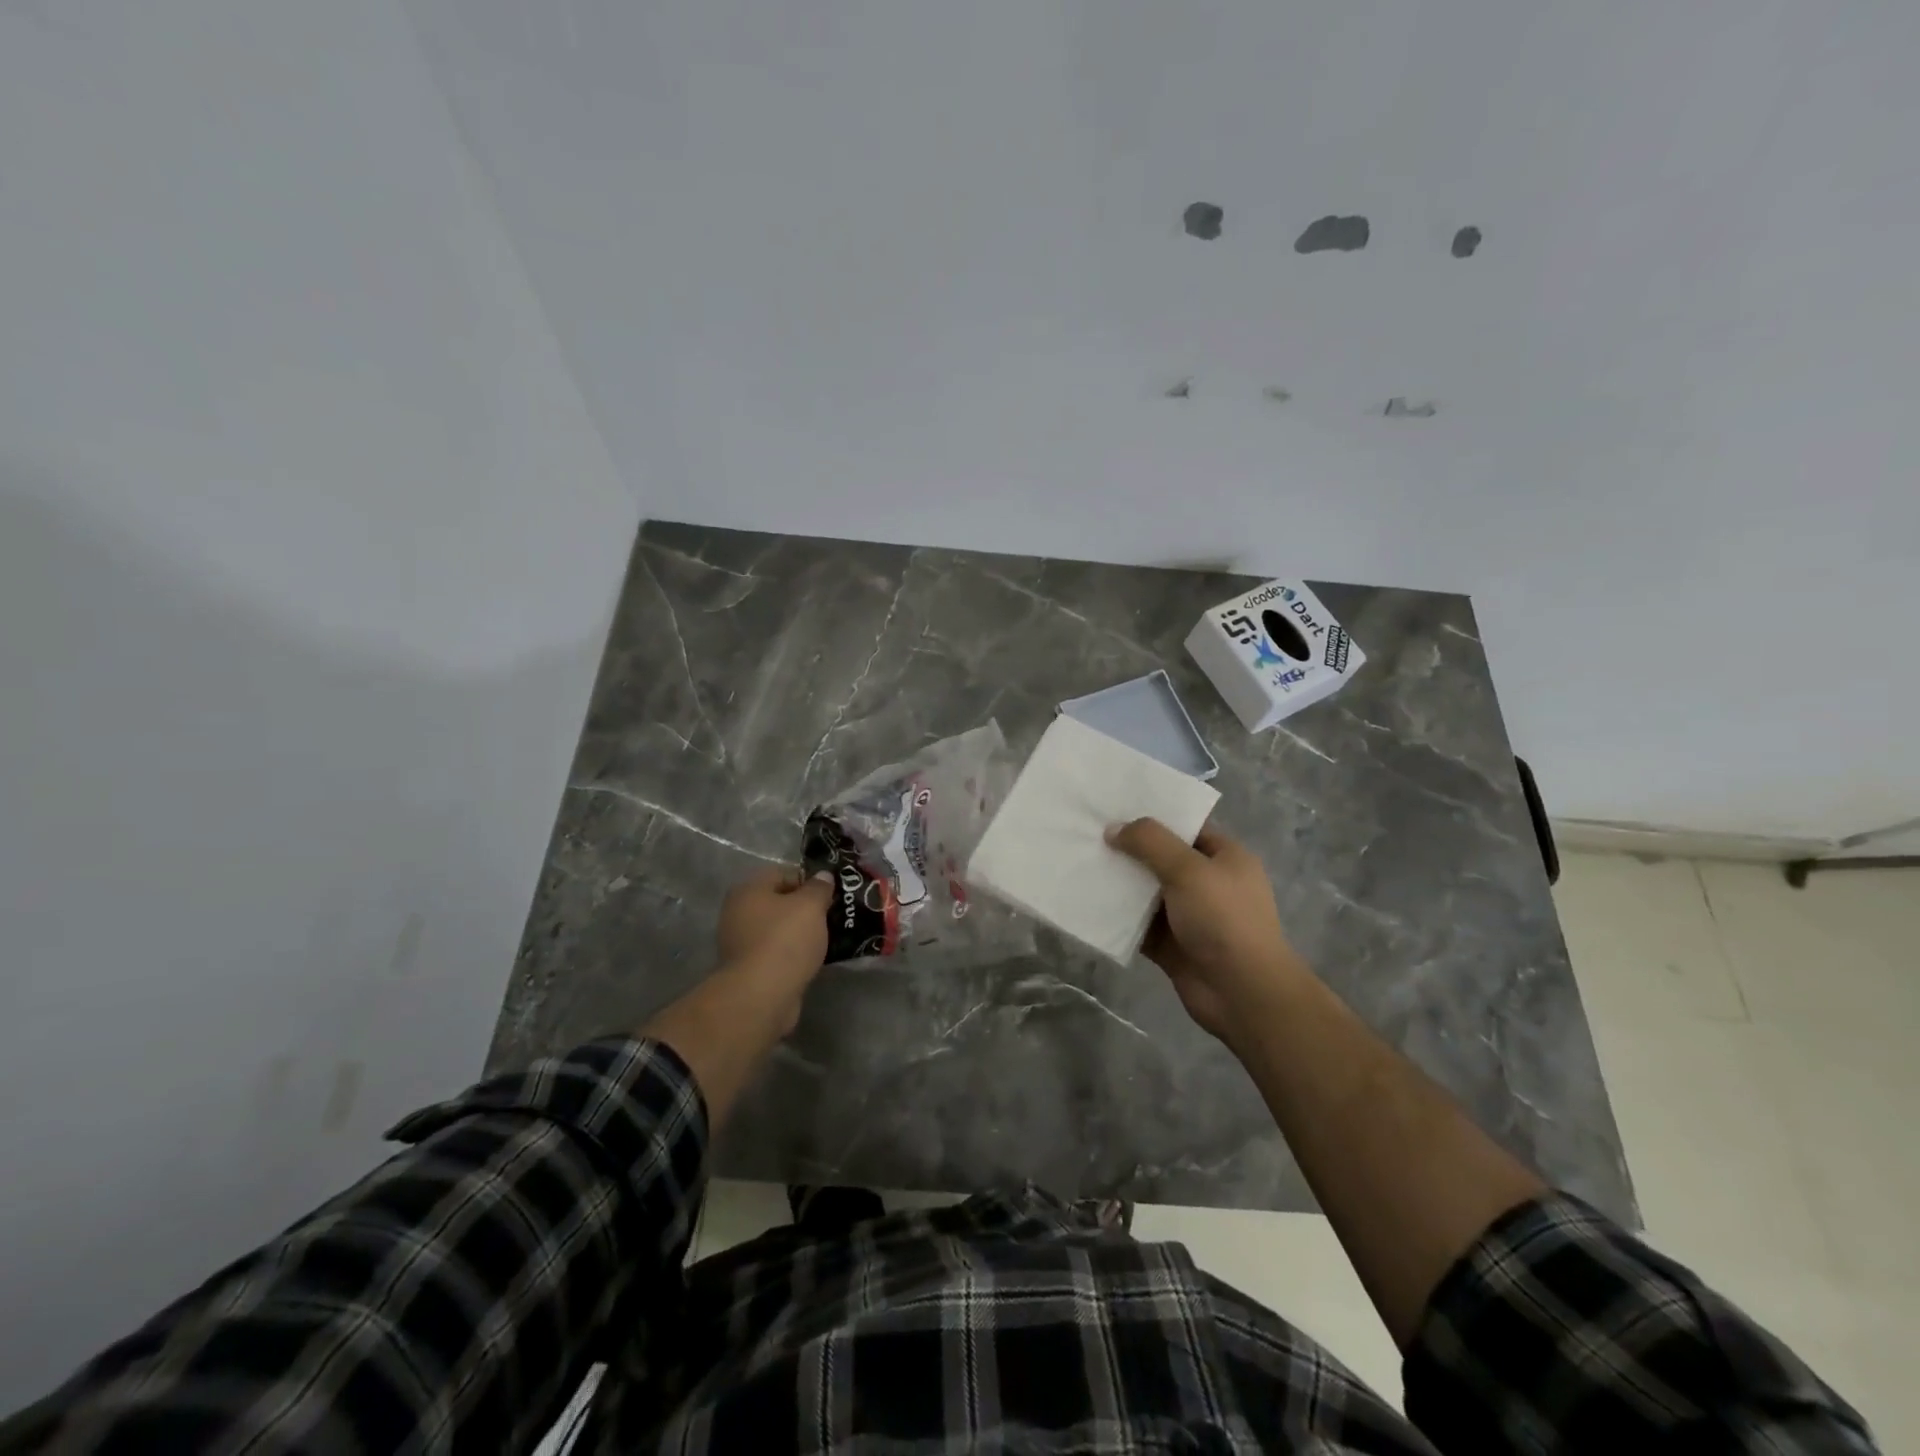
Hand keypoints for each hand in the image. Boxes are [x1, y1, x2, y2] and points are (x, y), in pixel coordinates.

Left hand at [717, 867, 832, 979]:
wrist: (762, 995)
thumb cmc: (785, 940)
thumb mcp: (811, 906)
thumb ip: (819, 887)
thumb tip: (823, 876)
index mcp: (748, 890)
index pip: (782, 873)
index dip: (808, 880)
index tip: (830, 894)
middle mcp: (737, 913)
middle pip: (779, 902)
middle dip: (805, 908)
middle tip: (830, 915)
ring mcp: (740, 943)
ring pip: (778, 929)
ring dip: (800, 933)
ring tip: (826, 938)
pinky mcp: (748, 969)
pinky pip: (776, 953)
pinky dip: (792, 954)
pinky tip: (812, 959)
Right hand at [1107, 819, 1312, 1044]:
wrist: (1242, 993)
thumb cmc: (1223, 919)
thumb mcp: (1189, 869)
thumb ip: (1150, 843)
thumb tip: (1113, 828)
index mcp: (1225, 858)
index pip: (1186, 827)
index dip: (1153, 818)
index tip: (1114, 808)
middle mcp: (1208, 884)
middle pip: (1162, 859)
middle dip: (1129, 850)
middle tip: (1088, 834)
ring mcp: (1189, 916)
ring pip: (1147, 893)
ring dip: (1119, 884)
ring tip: (1080, 864)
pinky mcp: (1171, 945)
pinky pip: (1138, 925)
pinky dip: (1117, 917)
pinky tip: (1087, 903)